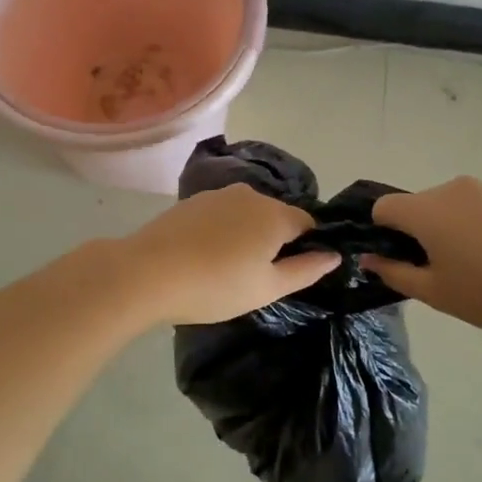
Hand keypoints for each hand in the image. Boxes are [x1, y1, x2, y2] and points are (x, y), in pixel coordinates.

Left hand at [122, 185, 340, 324]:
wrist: (147, 273)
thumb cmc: (216, 285)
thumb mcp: (268, 287)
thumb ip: (306, 270)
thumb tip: (334, 255)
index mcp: (275, 214)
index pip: (308, 224)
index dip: (306, 248)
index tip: (290, 274)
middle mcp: (250, 194)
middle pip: (276, 216)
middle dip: (275, 241)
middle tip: (257, 277)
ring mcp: (217, 194)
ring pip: (246, 214)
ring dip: (246, 235)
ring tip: (227, 269)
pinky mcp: (191, 202)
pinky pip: (221, 215)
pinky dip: (221, 231)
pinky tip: (204, 256)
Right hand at [362, 177, 481, 337]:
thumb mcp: (435, 293)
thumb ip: (394, 273)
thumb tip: (368, 259)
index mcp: (426, 210)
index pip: (383, 207)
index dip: (382, 233)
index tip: (401, 260)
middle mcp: (452, 189)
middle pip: (418, 205)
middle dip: (418, 232)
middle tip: (440, 270)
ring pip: (449, 205)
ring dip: (449, 227)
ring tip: (476, 265)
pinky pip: (478, 206)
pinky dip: (477, 224)